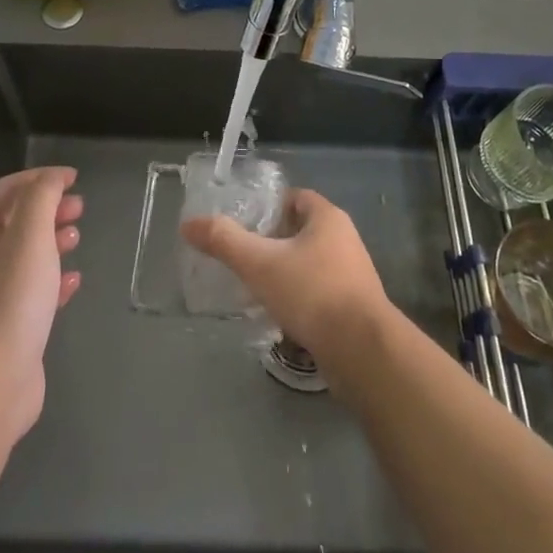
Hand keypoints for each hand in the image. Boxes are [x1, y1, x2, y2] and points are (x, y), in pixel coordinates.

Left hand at [0, 167, 82, 442]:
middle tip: (80, 207)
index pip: (5, 190)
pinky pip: (35, 292)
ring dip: (53, 241)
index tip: (73, 177)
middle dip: (49, 208)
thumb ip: (42, 196)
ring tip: (78, 238)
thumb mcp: (30, 233)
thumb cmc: (11, 298)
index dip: (38, 177)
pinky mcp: (10, 328)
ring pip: (26, 256)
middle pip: (16, 221)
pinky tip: (75, 282)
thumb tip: (54, 178)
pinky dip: (55, 280)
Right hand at [180, 188, 389, 360]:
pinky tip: (280, 316)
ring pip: (310, 264)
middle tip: (243, 256)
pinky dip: (299, 300)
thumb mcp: (260, 264)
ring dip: (286, 273)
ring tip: (256, 288)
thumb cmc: (313, 293)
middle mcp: (345, 240)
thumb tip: (188, 224)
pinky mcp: (355, 310)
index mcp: (328, 218)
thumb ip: (224, 241)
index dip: (268, 207)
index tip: (244, 224)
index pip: (294, 198)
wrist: (364, 354)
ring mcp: (353, 276)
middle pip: (301, 231)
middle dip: (273, 242)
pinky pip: (320, 294)